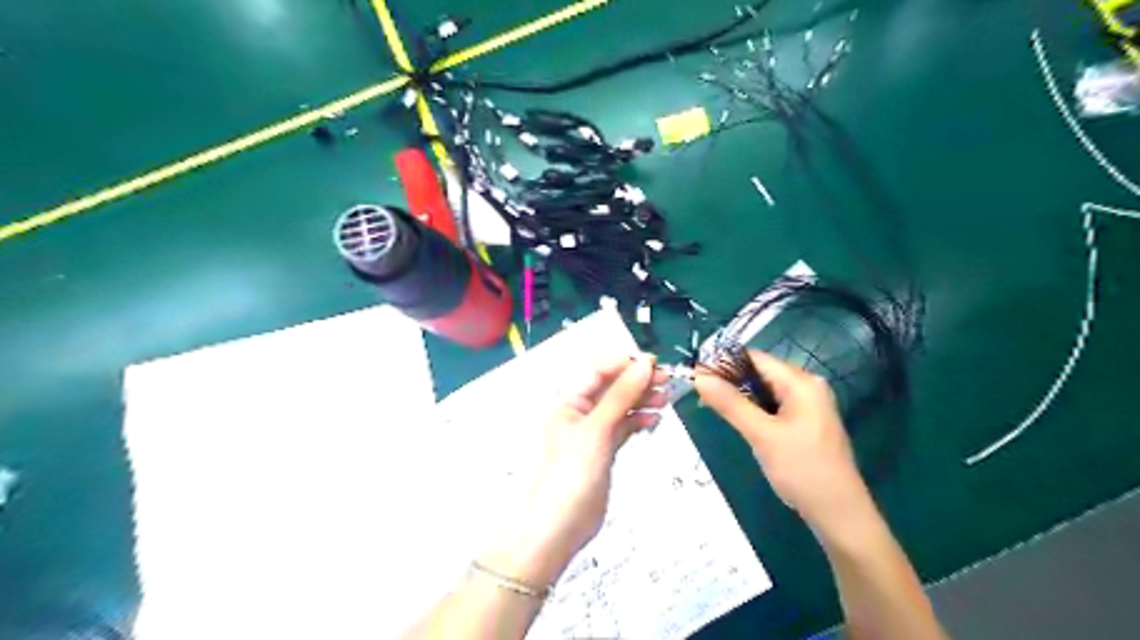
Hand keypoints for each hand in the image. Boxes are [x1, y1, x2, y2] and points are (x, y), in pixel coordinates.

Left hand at [482, 355, 670, 590]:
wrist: (549, 534)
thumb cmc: (565, 478)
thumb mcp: (595, 432)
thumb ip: (620, 397)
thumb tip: (643, 365)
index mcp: (564, 400)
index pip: (597, 369)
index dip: (625, 363)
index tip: (654, 363)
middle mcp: (575, 412)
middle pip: (610, 386)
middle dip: (637, 380)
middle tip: (666, 380)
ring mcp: (588, 433)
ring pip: (618, 406)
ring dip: (640, 399)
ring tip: (664, 399)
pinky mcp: (599, 452)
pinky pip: (620, 427)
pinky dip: (636, 421)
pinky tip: (652, 419)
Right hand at [694, 350, 875, 539]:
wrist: (840, 514)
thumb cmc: (802, 470)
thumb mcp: (761, 435)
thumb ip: (730, 404)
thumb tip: (699, 377)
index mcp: (801, 382)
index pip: (755, 358)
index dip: (723, 363)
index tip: (695, 375)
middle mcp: (807, 387)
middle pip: (760, 373)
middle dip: (730, 381)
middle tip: (700, 394)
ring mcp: (808, 406)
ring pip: (765, 391)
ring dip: (740, 397)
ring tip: (712, 406)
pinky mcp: (805, 423)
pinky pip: (773, 406)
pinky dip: (754, 410)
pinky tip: (738, 421)